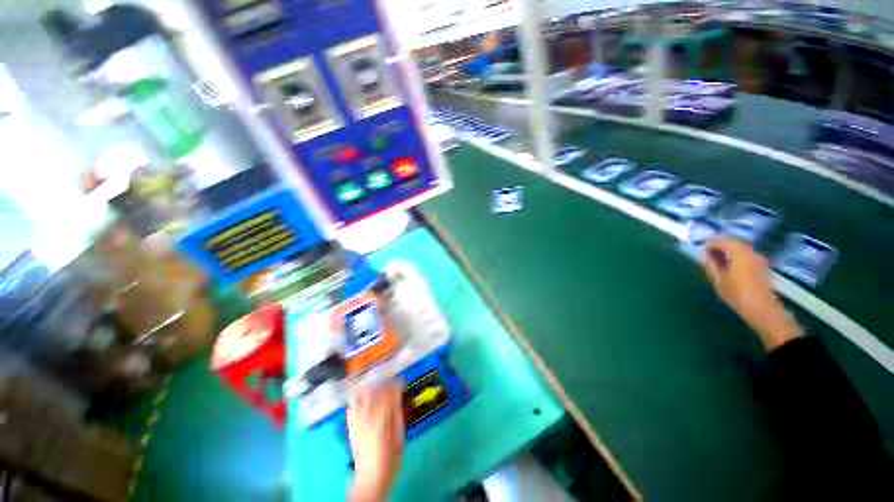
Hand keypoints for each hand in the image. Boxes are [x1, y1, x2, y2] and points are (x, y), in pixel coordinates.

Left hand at [347, 382, 404, 501]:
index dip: (397, 384)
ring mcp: (357, 419)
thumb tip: (398, 397)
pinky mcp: (351, 425)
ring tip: (379, 388)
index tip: (402, 383)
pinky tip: (366, 400)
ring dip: (371, 387)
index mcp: (382, 417)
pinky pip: (352, 404)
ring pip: (361, 393)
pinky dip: (359, 397)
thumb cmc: (390, 460)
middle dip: (385, 383)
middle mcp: (367, 414)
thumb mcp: (400, 437)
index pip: (389, 392)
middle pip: (375, 388)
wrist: (370, 479)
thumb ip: (397, 414)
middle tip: (392, 384)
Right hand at [704, 238, 803, 350]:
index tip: (699, 249)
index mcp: (738, 253)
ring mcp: (758, 257)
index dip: (708, 243)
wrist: (762, 309)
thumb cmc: (737, 294)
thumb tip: (705, 254)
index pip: (721, 240)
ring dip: (727, 249)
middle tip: (706, 253)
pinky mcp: (761, 264)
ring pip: (739, 246)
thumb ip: (711, 264)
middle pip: (732, 241)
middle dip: (718, 244)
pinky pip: (745, 253)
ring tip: (716, 259)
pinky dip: (735, 254)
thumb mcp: (718, 279)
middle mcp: (750, 251)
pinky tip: (729, 264)